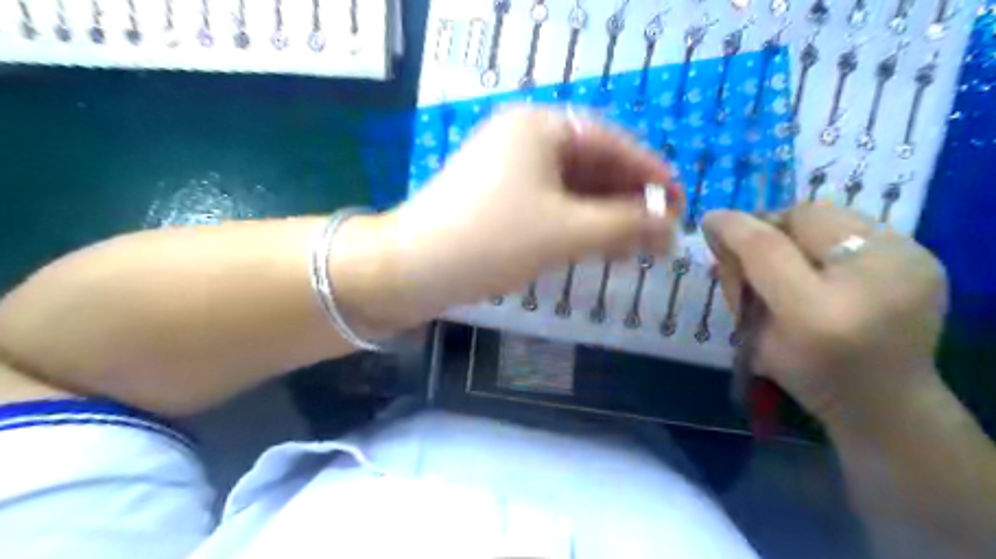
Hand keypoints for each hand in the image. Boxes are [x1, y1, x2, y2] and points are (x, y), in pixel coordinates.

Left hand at [378, 104, 681, 313]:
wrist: (411, 271)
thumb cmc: (491, 242)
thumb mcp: (567, 231)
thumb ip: (626, 225)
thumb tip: (671, 226)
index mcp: (539, 127)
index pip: (612, 143)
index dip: (651, 174)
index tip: (680, 203)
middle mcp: (524, 140)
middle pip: (593, 166)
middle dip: (628, 201)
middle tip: (660, 234)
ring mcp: (508, 171)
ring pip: (572, 190)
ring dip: (605, 217)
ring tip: (637, 247)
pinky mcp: (498, 201)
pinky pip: (550, 206)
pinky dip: (577, 226)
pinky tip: (600, 248)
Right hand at [698, 206, 946, 427]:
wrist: (889, 403)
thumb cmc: (808, 377)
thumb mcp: (754, 338)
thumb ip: (737, 282)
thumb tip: (719, 228)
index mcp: (816, 313)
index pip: (766, 248)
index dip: (733, 227)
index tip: (709, 220)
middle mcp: (870, 280)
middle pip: (804, 217)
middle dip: (768, 228)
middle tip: (753, 250)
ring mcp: (908, 263)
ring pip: (831, 213)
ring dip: (797, 230)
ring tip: (790, 259)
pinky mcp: (924, 257)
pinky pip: (857, 224)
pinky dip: (827, 237)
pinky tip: (824, 263)